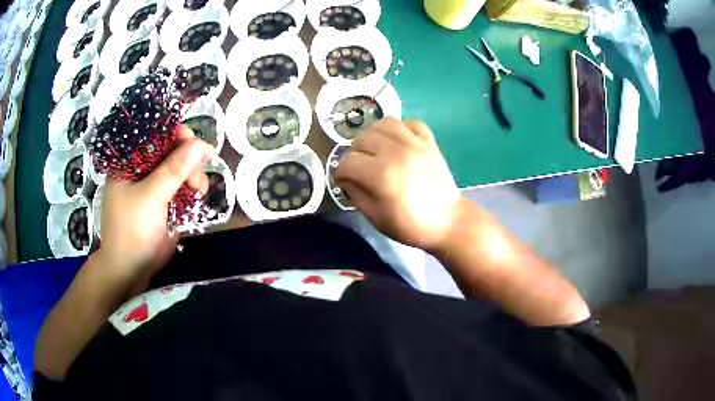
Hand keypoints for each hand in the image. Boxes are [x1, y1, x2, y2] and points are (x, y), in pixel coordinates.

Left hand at [98, 126, 213, 277]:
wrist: (131, 269)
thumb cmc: (131, 230)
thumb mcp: (150, 197)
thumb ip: (173, 170)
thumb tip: (200, 144)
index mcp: (130, 161)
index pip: (154, 135)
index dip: (175, 134)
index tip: (195, 142)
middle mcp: (142, 168)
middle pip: (170, 149)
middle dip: (188, 158)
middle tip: (198, 175)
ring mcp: (154, 185)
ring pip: (180, 167)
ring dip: (193, 173)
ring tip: (200, 188)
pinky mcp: (164, 200)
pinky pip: (182, 184)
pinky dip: (193, 186)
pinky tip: (199, 192)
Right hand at [335, 117, 462, 251]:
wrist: (447, 221)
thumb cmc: (410, 225)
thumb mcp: (375, 217)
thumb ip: (355, 194)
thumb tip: (345, 178)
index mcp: (381, 174)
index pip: (347, 162)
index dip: (341, 173)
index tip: (345, 181)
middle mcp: (396, 152)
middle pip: (362, 138)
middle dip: (354, 153)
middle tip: (360, 167)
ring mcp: (415, 143)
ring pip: (383, 123)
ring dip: (373, 135)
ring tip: (376, 149)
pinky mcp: (429, 141)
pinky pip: (410, 123)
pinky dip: (401, 128)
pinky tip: (398, 142)